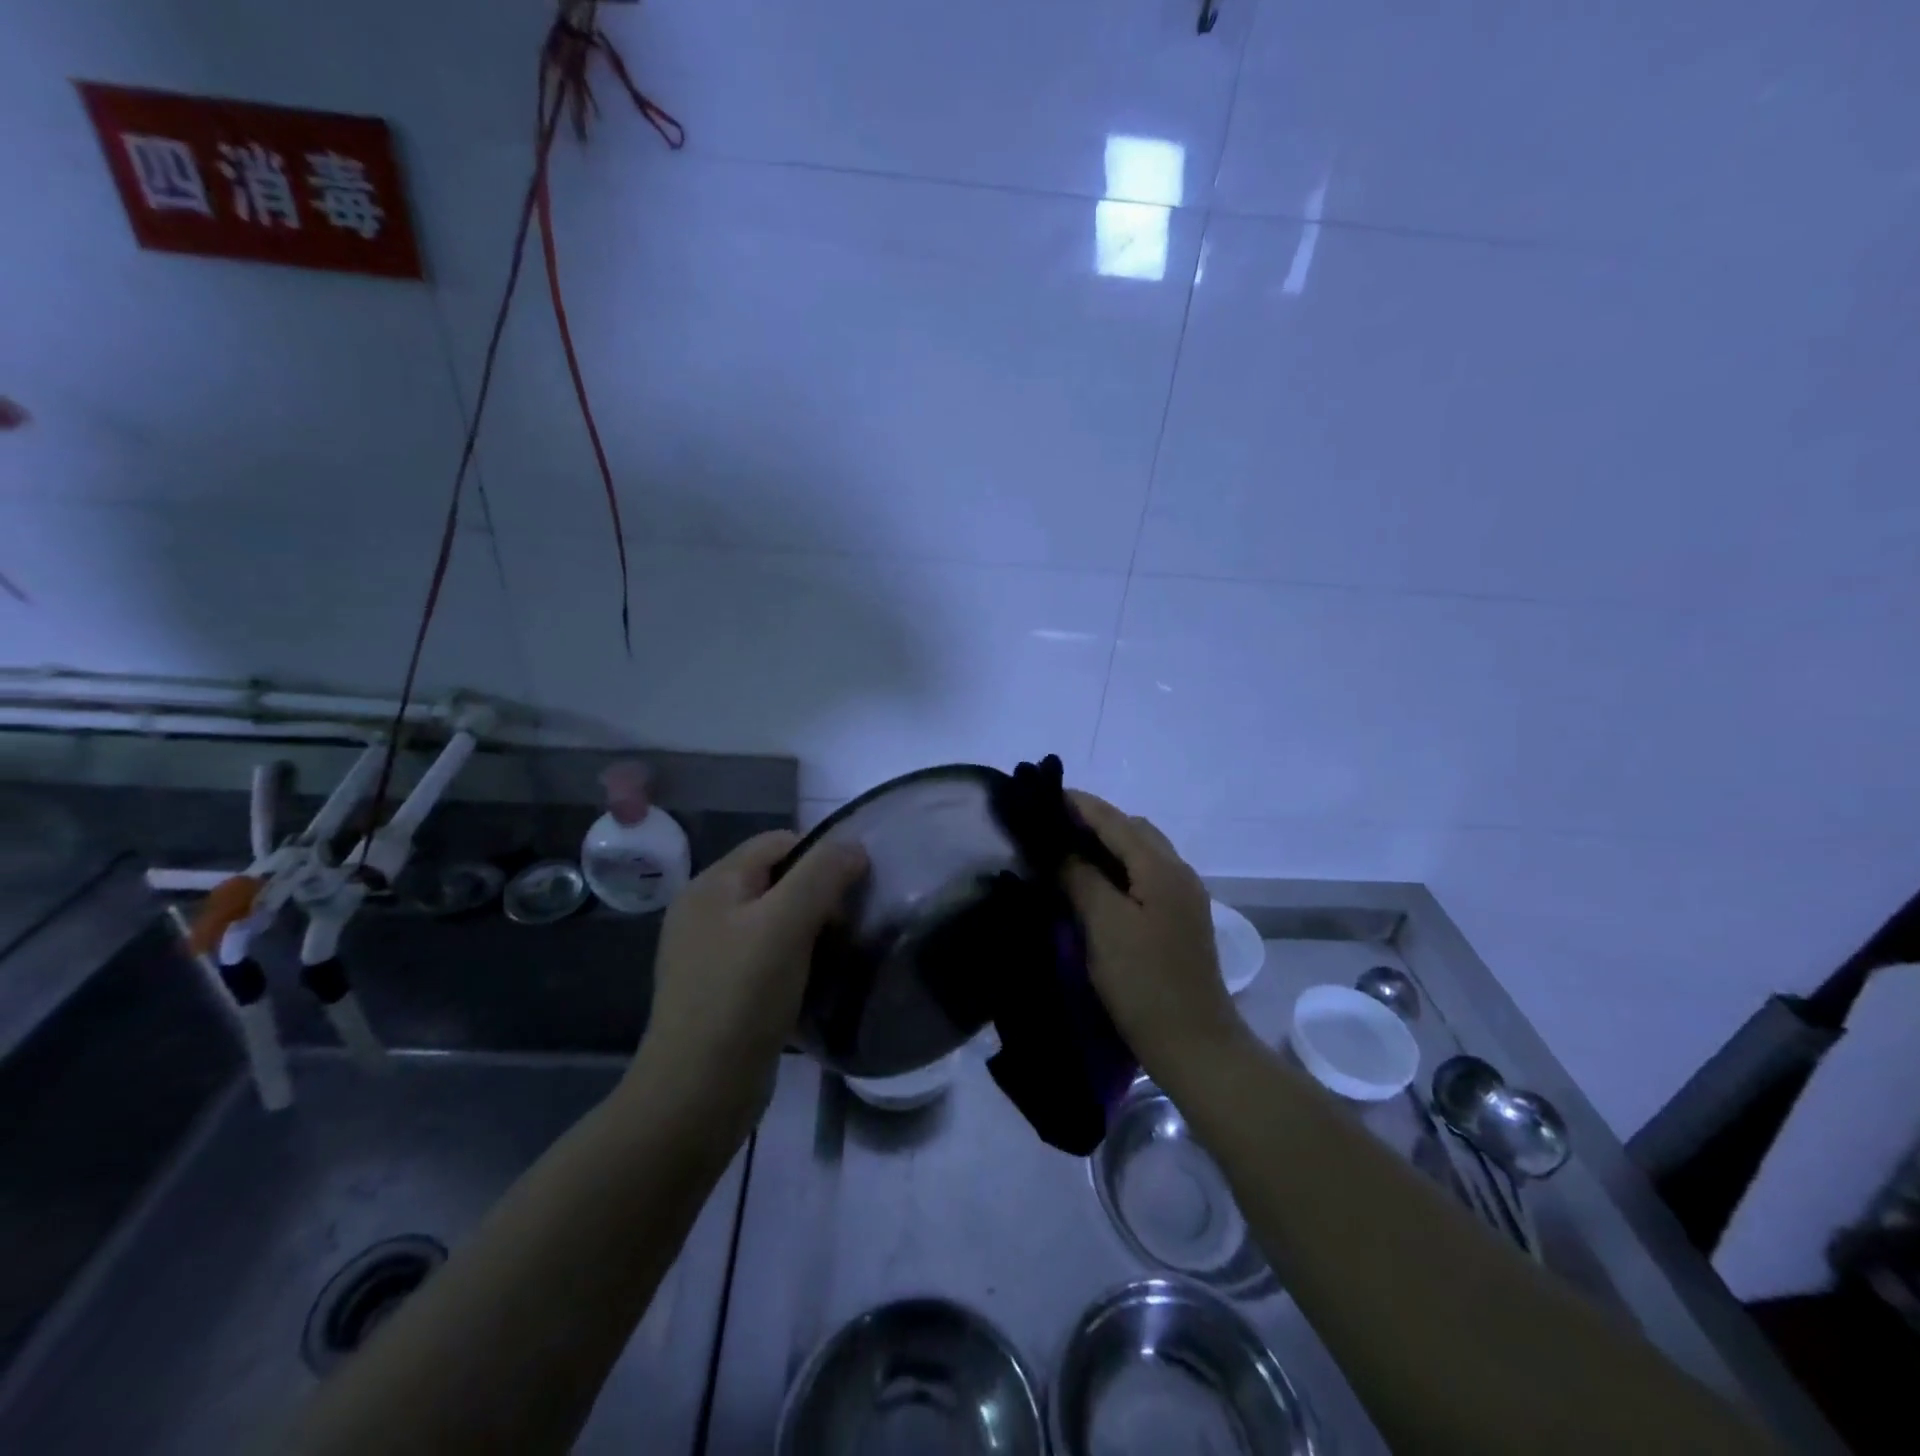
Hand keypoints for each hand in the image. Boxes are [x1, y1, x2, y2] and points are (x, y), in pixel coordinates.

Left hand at [631, 830, 866, 1126]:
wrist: (698, 1091)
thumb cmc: (743, 995)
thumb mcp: (787, 923)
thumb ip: (823, 874)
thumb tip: (854, 847)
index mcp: (713, 884)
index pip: (777, 842)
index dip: (820, 855)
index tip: (853, 890)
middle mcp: (704, 910)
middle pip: (775, 879)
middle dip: (816, 894)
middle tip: (846, 927)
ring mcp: (707, 952)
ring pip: (772, 919)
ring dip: (807, 930)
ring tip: (835, 954)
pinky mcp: (718, 988)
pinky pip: (764, 955)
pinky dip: (792, 959)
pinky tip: (811, 981)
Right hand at [1064, 791, 1244, 1082]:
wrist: (1194, 1044)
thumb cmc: (1144, 983)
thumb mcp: (1105, 926)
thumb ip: (1081, 879)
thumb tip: (1061, 849)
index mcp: (1162, 868)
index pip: (1115, 821)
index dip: (1079, 805)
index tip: (1043, 793)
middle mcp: (1179, 872)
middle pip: (1133, 830)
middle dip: (1093, 820)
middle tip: (1051, 824)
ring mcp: (1184, 897)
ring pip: (1141, 852)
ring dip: (1107, 843)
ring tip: (1067, 848)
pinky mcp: (1180, 919)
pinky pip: (1145, 874)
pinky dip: (1118, 866)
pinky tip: (1095, 881)